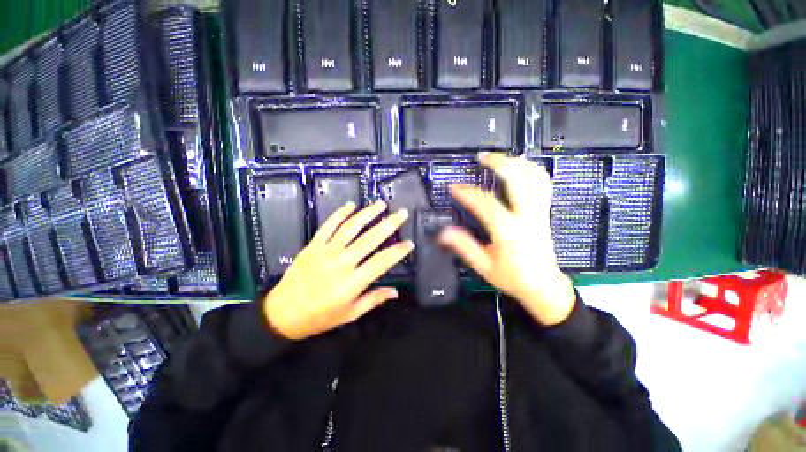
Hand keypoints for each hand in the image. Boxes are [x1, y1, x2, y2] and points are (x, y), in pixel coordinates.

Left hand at [263, 201, 413, 339]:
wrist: (281, 314)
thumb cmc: (318, 317)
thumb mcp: (349, 314)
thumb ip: (373, 300)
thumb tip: (395, 291)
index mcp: (352, 282)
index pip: (381, 262)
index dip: (398, 252)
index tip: (410, 243)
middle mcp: (341, 263)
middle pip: (369, 239)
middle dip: (389, 224)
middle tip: (402, 213)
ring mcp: (326, 251)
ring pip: (350, 228)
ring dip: (367, 214)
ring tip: (381, 204)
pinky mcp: (313, 245)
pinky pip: (328, 226)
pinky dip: (340, 214)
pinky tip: (351, 205)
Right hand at [439, 153, 575, 325]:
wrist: (543, 286)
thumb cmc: (512, 277)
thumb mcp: (483, 265)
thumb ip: (463, 246)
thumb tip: (444, 232)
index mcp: (508, 231)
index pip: (485, 203)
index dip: (467, 192)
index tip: (454, 187)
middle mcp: (527, 217)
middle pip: (517, 179)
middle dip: (499, 162)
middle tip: (482, 156)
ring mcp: (539, 212)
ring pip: (534, 177)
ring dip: (517, 162)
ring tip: (500, 157)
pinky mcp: (545, 212)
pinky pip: (543, 184)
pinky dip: (532, 170)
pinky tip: (521, 167)